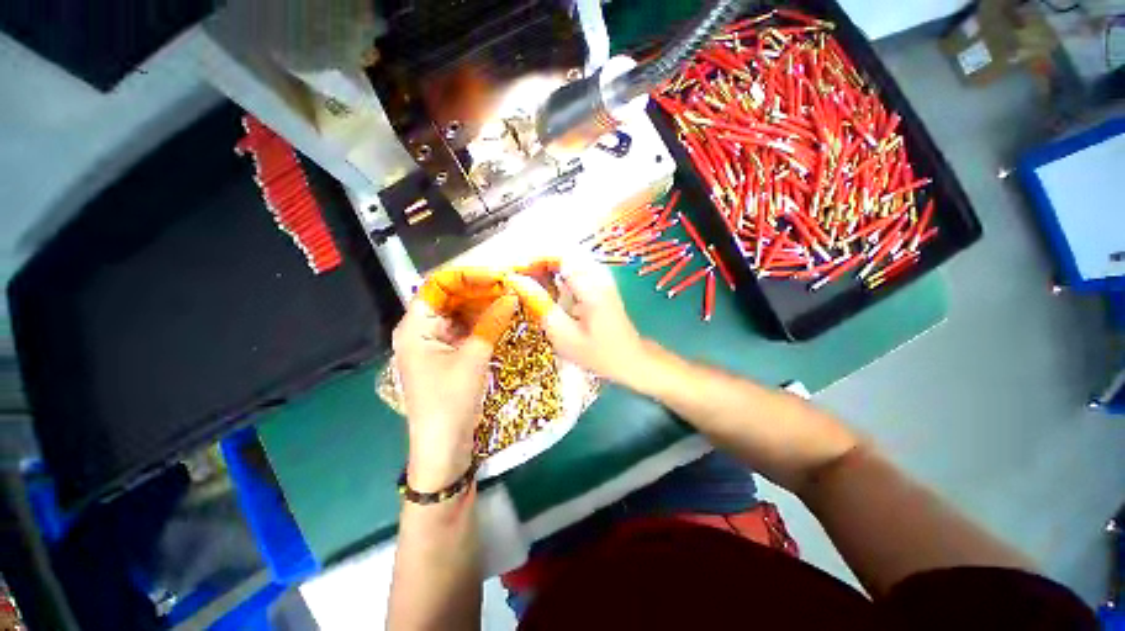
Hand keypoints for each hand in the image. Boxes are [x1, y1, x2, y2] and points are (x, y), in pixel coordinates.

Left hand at [393, 283, 518, 490]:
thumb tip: (511, 296)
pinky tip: (500, 317)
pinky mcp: (446, 355)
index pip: (439, 287)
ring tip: (508, 298)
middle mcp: (420, 330)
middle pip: (449, 299)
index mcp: (415, 327)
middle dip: (478, 290)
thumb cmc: (450, 402)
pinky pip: (464, 330)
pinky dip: (481, 322)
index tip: (497, 276)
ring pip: (458, 314)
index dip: (468, 278)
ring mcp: (433, 343)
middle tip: (508, 286)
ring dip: (481, 306)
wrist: (443, 448)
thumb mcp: (474, 359)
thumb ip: (492, 323)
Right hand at [507, 257, 646, 385]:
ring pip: (568, 260)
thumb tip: (517, 280)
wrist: (631, 360)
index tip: (516, 272)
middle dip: (537, 262)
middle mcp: (598, 275)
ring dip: (546, 268)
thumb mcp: (564, 335)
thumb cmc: (597, 353)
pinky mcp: (600, 284)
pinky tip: (547, 289)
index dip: (534, 259)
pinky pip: (574, 270)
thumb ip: (540, 305)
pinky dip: (556, 275)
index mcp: (591, 286)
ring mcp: (601, 278)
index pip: (559, 256)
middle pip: (563, 253)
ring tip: (529, 283)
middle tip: (519, 279)